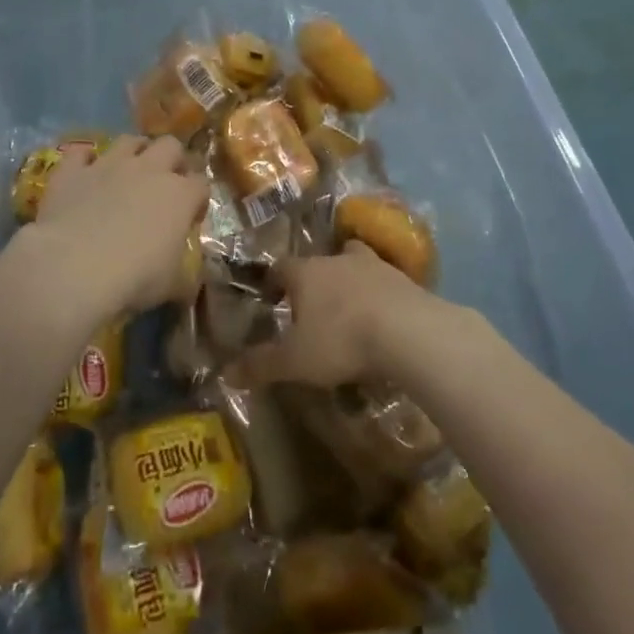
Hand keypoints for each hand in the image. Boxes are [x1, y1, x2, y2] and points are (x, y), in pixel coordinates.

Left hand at [31, 135, 207, 314]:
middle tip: (165, 182)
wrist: (73, 267)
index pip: (201, 184)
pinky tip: (84, 171)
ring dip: (134, 151)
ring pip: (129, 140)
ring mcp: (109, 164)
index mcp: (180, 195)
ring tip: (129, 169)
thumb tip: (191, 280)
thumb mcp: (173, 285)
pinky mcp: (74, 170)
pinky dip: (84, 160)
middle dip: (172, 159)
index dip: (198, 198)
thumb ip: (186, 275)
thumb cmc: (133, 278)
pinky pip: (80, 152)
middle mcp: (149, 169)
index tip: (191, 216)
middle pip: (171, 146)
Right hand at [232, 243, 445, 387]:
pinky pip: (384, 283)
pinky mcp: (404, 279)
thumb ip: (261, 365)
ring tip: (350, 307)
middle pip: (320, 260)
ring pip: (355, 263)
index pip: (282, 267)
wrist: (408, 331)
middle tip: (312, 304)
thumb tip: (225, 373)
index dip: (274, 281)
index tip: (271, 297)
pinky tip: (382, 318)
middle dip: (315, 279)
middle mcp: (337, 259)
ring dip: (350, 280)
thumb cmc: (341, 340)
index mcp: (306, 272)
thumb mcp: (295, 360)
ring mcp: (374, 265)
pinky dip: (379, 295)